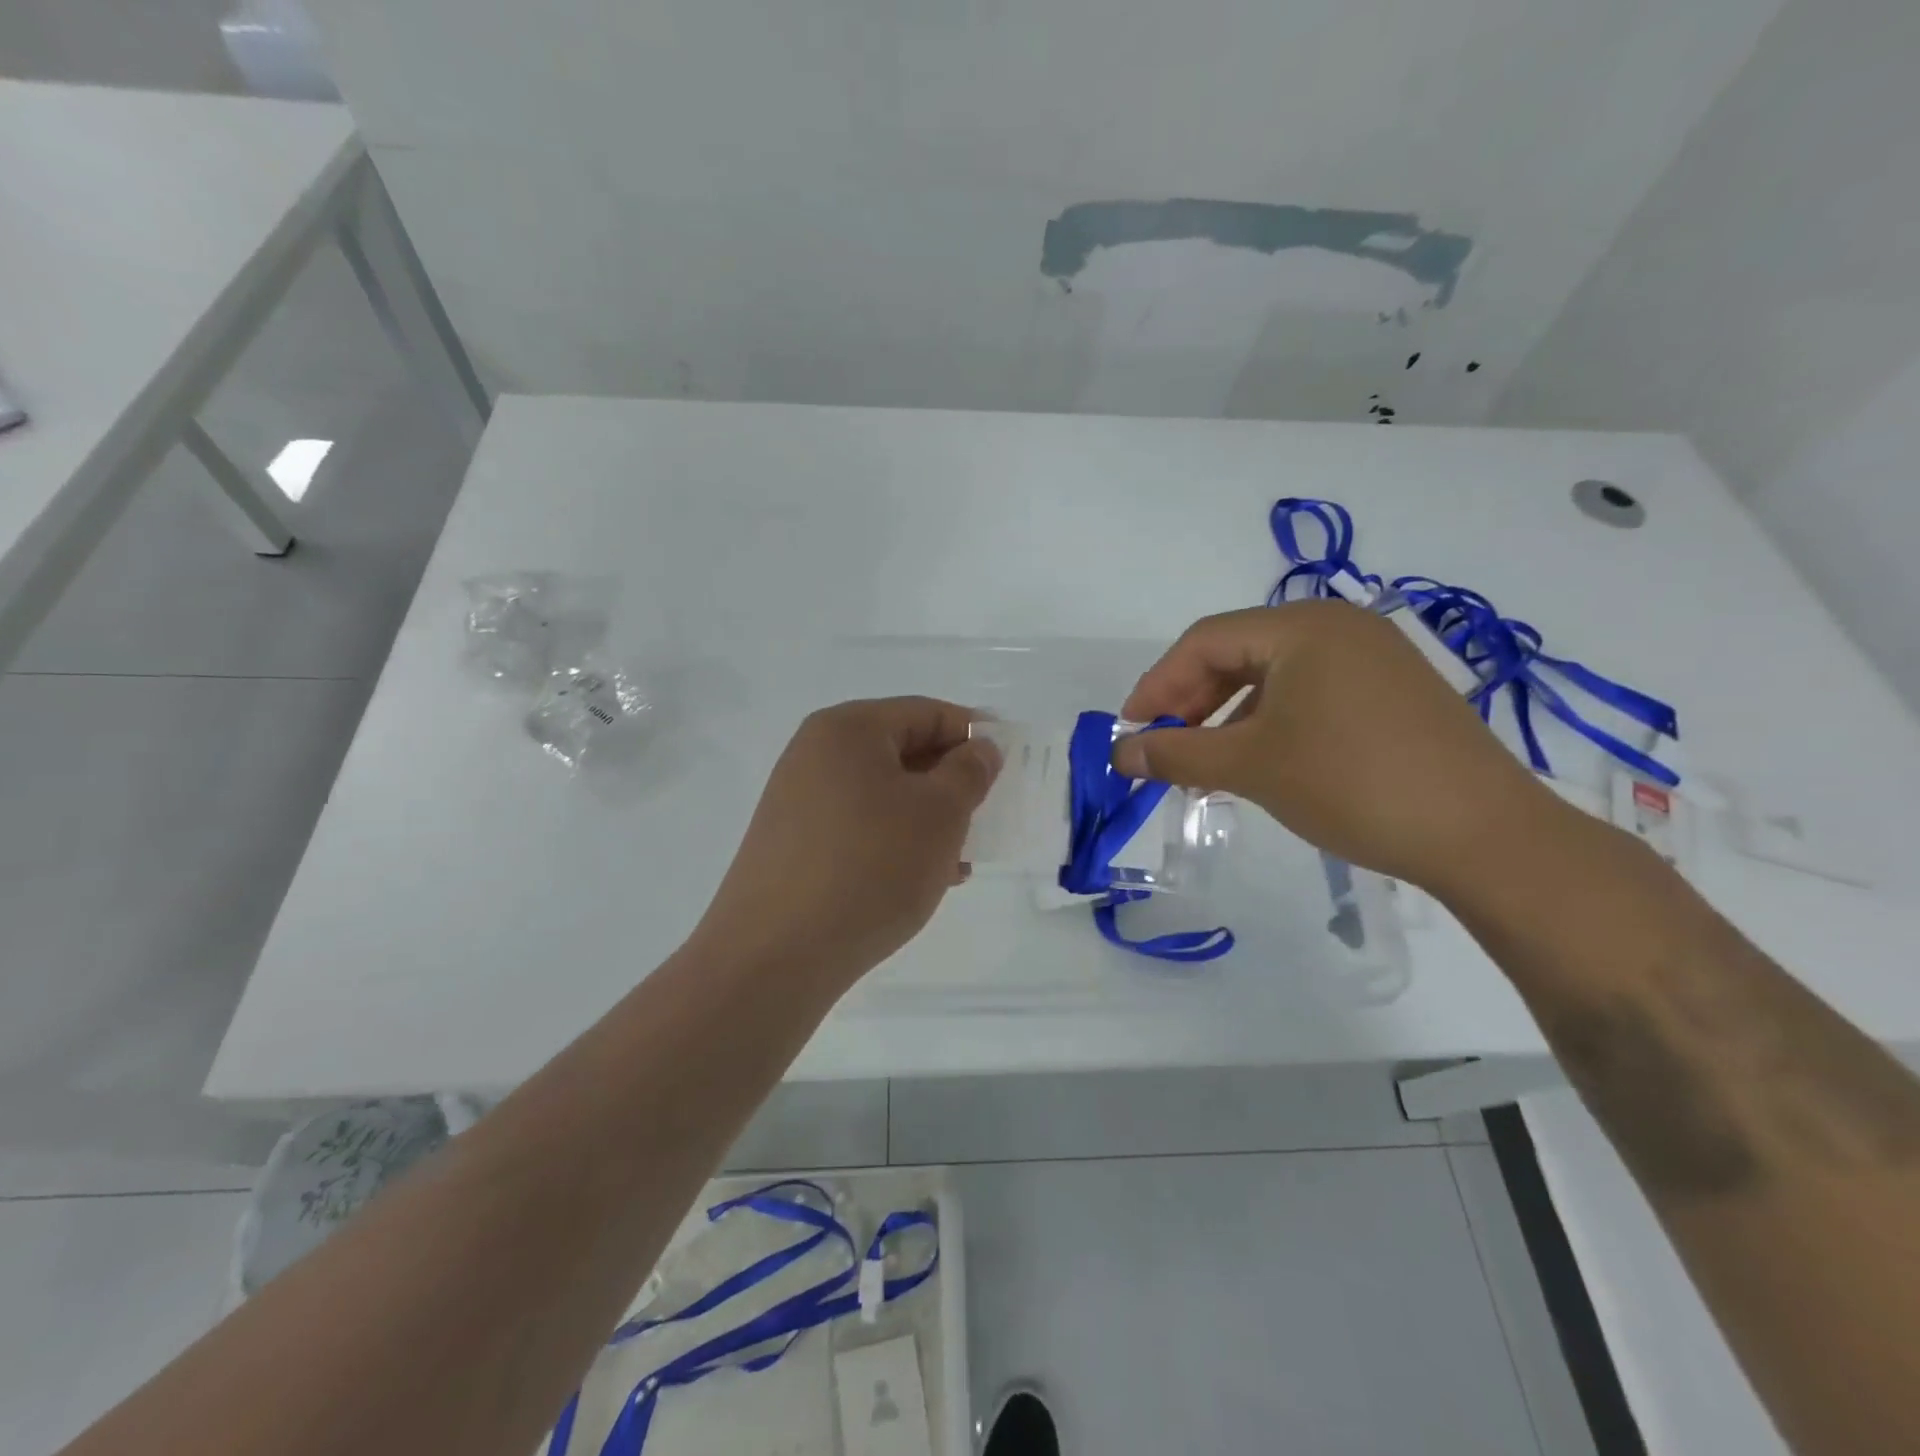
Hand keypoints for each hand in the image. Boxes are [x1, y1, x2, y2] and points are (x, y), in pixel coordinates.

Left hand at [694, 697, 1000, 982]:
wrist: (776, 955)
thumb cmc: (871, 866)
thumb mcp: (940, 813)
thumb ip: (970, 772)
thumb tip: (979, 749)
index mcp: (849, 728)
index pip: (926, 712)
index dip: (973, 733)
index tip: (1009, 764)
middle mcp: (816, 753)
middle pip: (902, 751)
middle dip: (951, 781)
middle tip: (987, 813)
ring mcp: (798, 800)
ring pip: (883, 794)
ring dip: (927, 817)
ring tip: (961, 856)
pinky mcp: (792, 843)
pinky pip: (859, 826)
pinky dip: (895, 840)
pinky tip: (922, 878)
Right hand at [1111, 601, 1570, 896]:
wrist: (1483, 834)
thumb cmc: (1351, 783)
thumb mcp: (1250, 766)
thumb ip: (1175, 754)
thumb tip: (1119, 756)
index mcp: (1302, 625)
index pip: (1203, 641)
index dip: (1157, 685)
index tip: (1131, 731)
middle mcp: (1338, 626)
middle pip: (1237, 654)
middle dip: (1191, 703)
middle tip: (1165, 749)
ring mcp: (1371, 657)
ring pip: (1272, 677)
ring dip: (1227, 717)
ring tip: (1206, 764)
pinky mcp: (1391, 692)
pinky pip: (1308, 694)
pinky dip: (1270, 724)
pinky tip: (1258, 762)